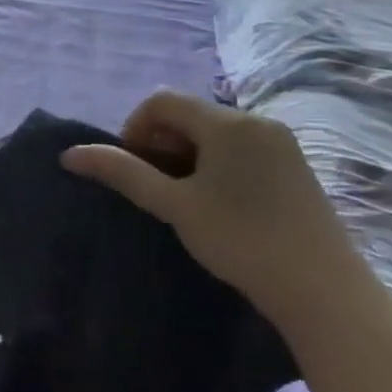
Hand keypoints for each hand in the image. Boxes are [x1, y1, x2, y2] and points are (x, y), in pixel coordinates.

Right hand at [60, 90, 374, 336]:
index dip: (134, 129)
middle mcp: (257, 121)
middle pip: (188, 114)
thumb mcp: (173, 205)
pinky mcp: (293, 165)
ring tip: (182, 199)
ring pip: (213, 132)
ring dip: (185, 155)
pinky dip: (214, 164)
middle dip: (159, 143)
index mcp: (229, 123)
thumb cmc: (240, 240)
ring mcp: (280, 143)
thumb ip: (122, 172)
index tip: (133, 170)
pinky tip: (216, 203)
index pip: (161, 101)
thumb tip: (69, 154)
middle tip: (154, 188)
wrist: (322, 289)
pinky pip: (239, 147)